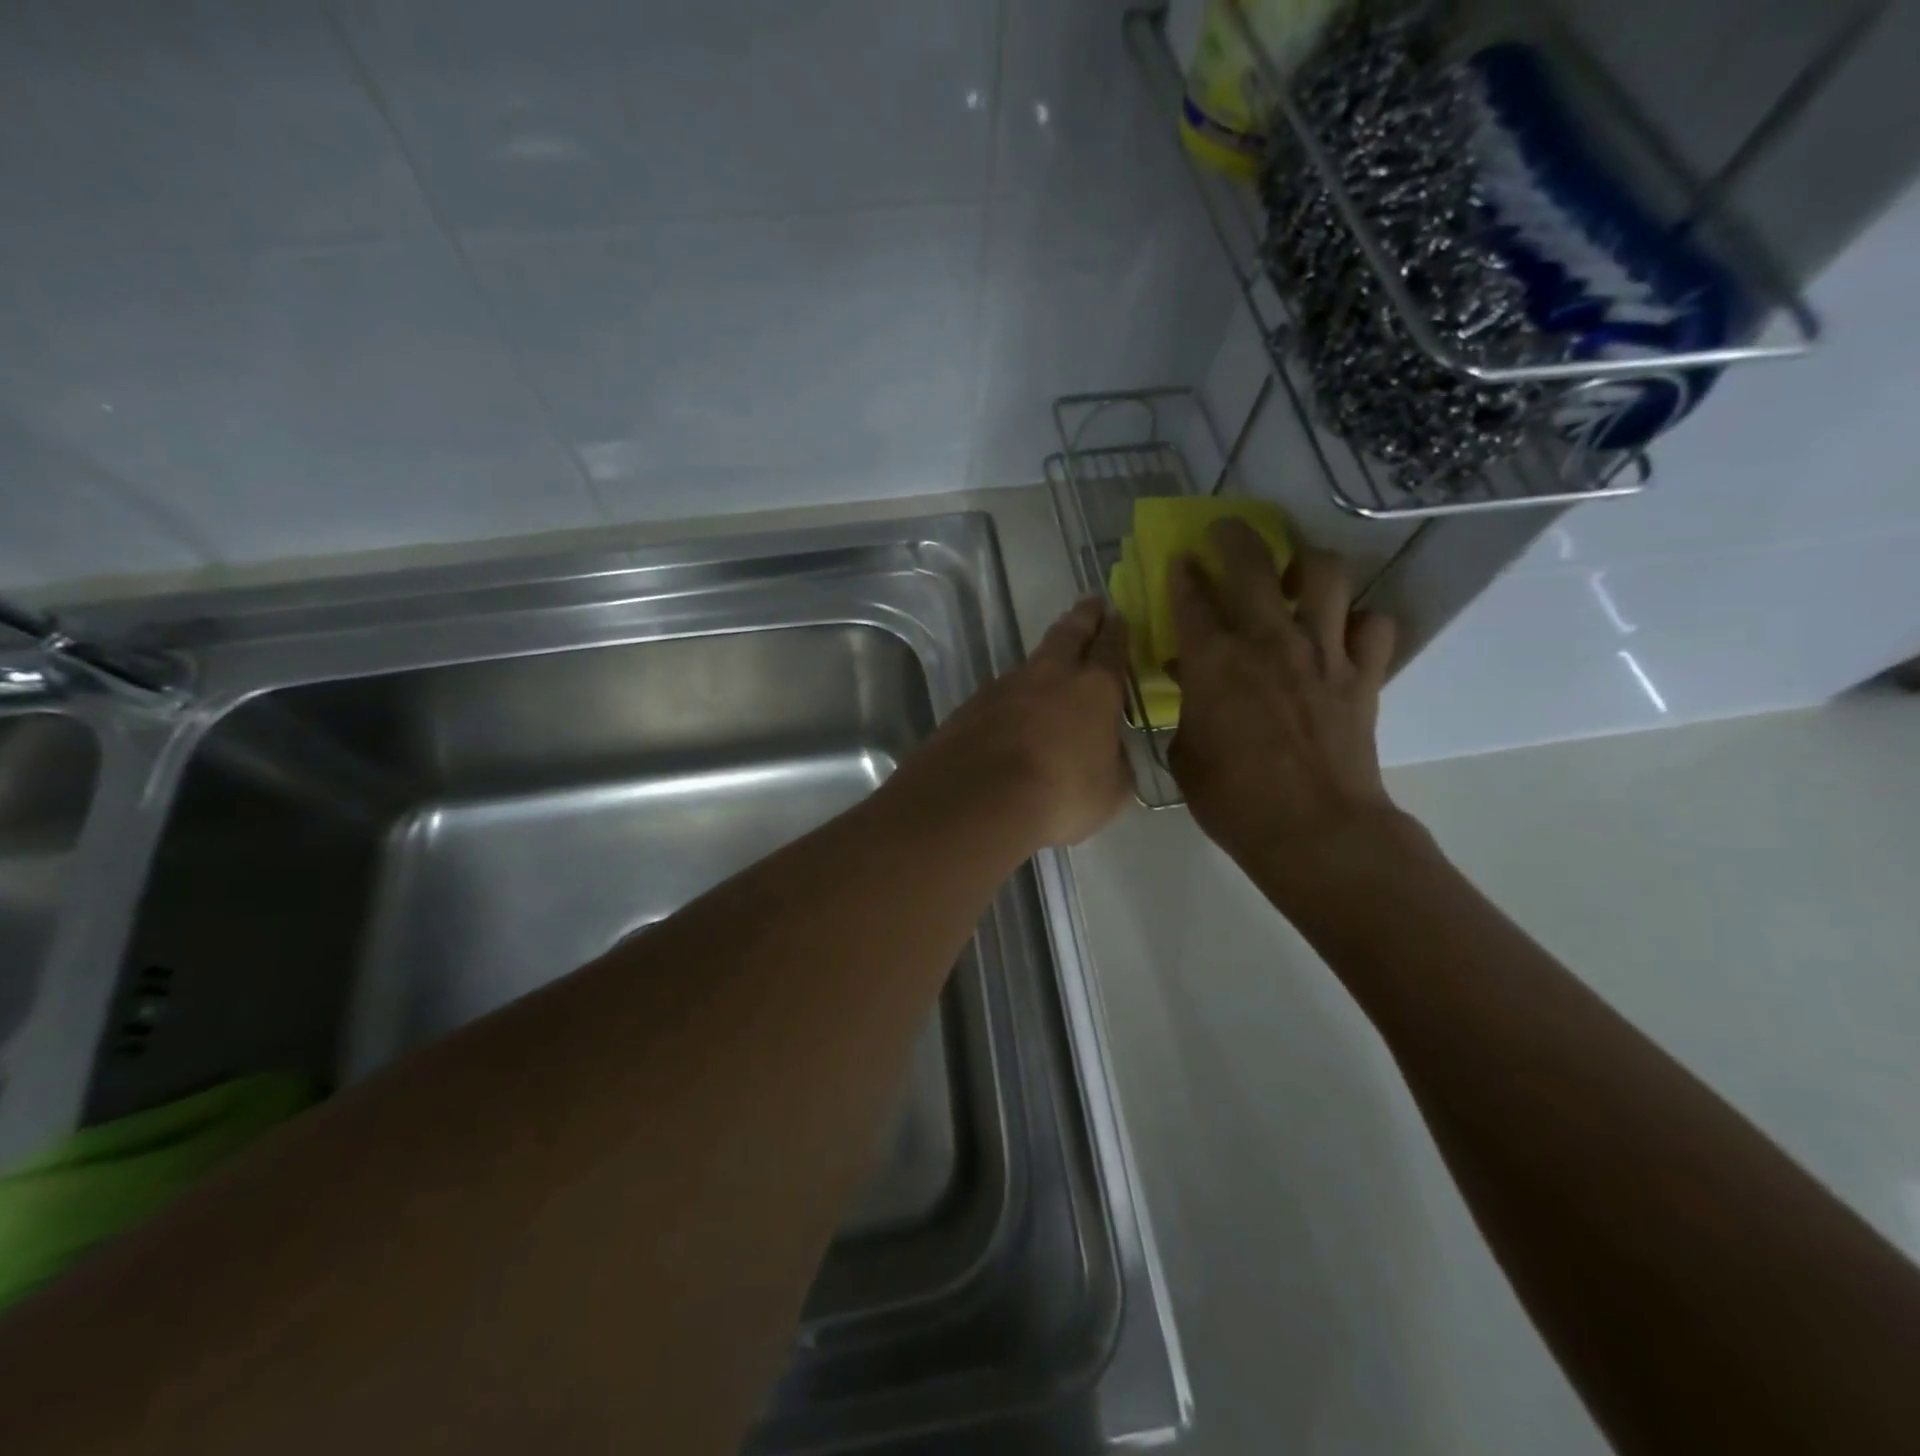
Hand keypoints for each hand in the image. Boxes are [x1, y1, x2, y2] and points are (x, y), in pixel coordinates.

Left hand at [905, 597, 1131, 849]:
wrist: (977, 801)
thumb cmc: (1060, 796)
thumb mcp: (1110, 792)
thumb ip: (1115, 764)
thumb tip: (1109, 754)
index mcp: (1094, 689)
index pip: (1111, 649)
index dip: (1117, 631)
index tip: (1118, 614)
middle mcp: (1050, 676)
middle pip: (1069, 634)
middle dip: (1083, 618)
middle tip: (1090, 603)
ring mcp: (1005, 686)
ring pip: (1033, 661)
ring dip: (1046, 656)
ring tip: (1054, 657)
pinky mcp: (971, 706)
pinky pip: (1002, 691)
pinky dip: (1015, 694)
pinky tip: (1014, 708)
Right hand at [1167, 522, 1405, 891]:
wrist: (1313, 829)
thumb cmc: (1232, 798)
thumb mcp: (1185, 753)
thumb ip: (1188, 709)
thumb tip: (1192, 681)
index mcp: (1214, 660)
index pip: (1192, 598)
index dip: (1183, 574)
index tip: (1180, 561)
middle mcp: (1268, 641)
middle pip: (1254, 564)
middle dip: (1235, 537)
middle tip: (1226, 531)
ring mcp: (1322, 653)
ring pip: (1326, 577)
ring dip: (1308, 563)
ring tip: (1298, 571)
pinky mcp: (1362, 675)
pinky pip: (1374, 626)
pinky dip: (1361, 622)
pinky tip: (1346, 633)